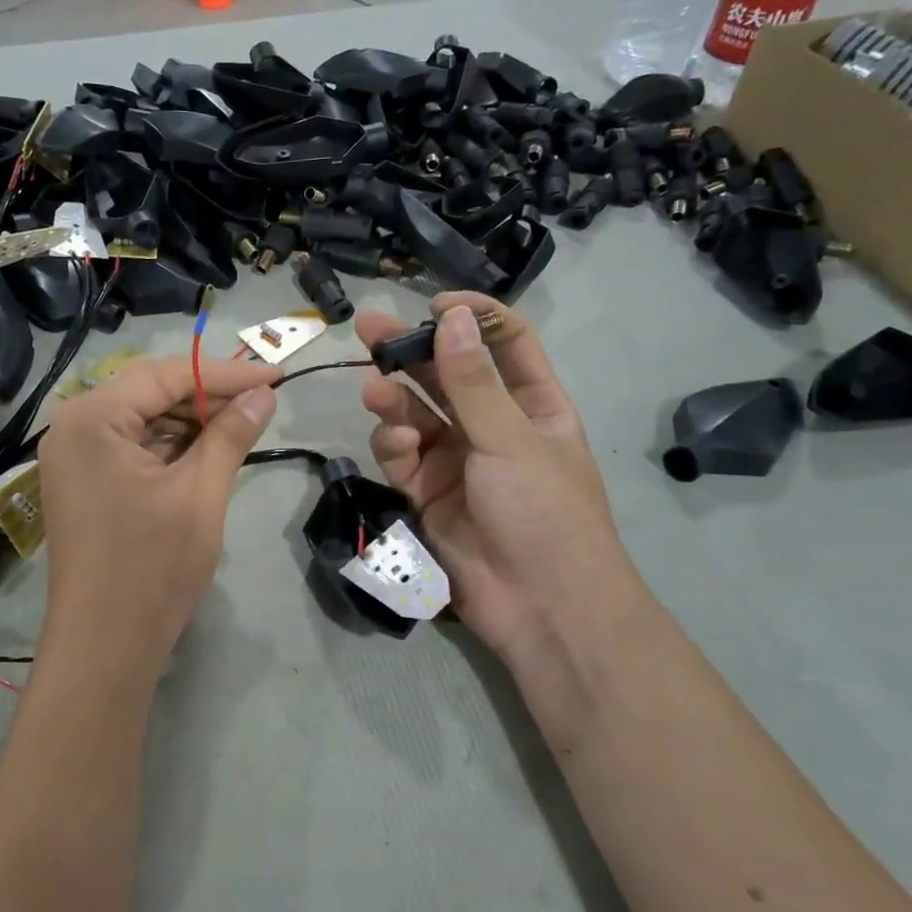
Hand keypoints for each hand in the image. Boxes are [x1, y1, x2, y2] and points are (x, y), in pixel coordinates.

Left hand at [38, 354, 279, 667]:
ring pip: (143, 420)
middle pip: (150, 392)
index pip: (166, 374)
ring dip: (191, 422)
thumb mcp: (200, 493)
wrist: (104, 648)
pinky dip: (171, 448)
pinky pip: (132, 448)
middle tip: (263, 403)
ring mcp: (74, 456)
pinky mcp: (84, 482)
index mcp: (91, 418)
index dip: (226, 373)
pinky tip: (208, 452)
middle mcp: (73, 426)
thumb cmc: (152, 567)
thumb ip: (231, 435)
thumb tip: (265, 395)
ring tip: (243, 427)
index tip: (277, 375)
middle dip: (208, 397)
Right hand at [354, 294, 637, 670]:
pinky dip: (394, 446)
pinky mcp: (427, 494)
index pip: (504, 344)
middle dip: (411, 352)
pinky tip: (396, 445)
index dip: (473, 318)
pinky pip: (403, 457)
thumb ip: (473, 381)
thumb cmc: (544, 512)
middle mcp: (492, 427)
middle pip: (446, 376)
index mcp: (532, 406)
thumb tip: (453, 316)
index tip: (434, 304)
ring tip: (374, 391)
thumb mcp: (511, 439)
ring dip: (395, 400)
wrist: (540, 607)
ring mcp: (457, 461)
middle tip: (367, 328)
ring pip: (416, 415)